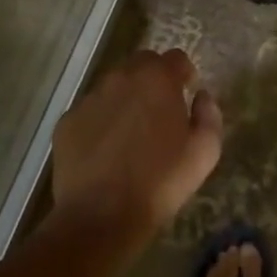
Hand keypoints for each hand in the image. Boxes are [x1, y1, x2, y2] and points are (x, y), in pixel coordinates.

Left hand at [50, 49, 221, 250]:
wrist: (100, 218)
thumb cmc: (159, 183)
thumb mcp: (204, 153)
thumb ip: (209, 115)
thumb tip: (201, 96)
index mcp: (157, 78)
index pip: (176, 57)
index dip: (183, 73)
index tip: (186, 94)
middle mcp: (122, 77)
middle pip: (142, 64)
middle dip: (153, 80)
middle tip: (158, 113)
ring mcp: (90, 97)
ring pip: (113, 86)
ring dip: (125, 99)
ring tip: (129, 135)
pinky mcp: (67, 121)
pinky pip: (90, 112)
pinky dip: (99, 122)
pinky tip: (104, 152)